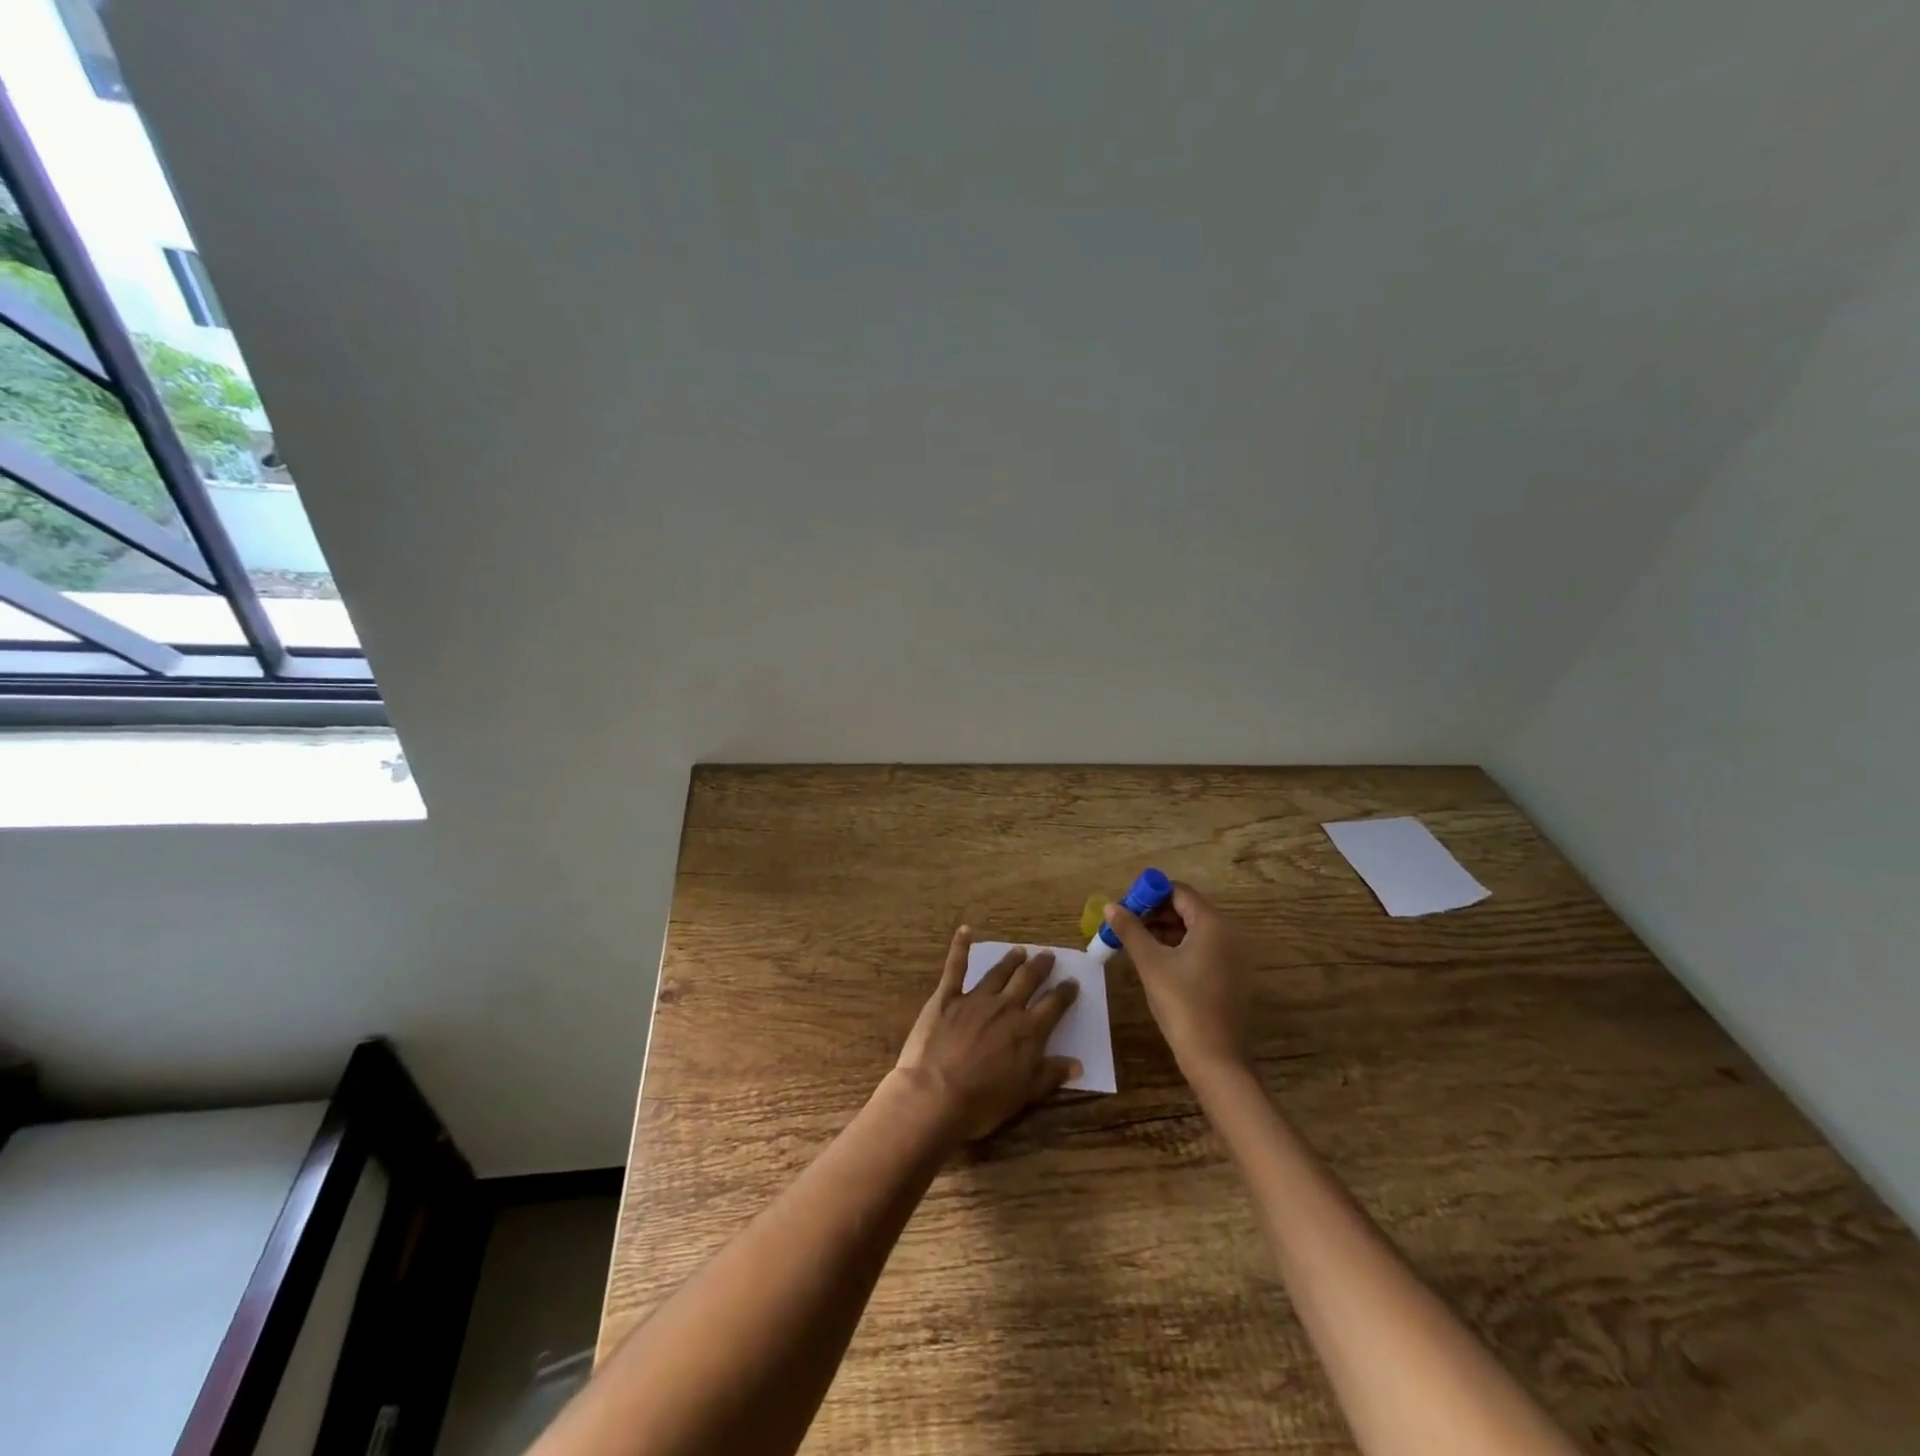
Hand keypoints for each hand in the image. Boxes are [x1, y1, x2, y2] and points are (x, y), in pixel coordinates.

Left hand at [894, 928, 1080, 1140]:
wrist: (935, 1094)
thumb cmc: (982, 1102)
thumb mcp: (1024, 1096)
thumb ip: (1050, 1075)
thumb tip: (1078, 1064)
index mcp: (1028, 1031)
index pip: (1054, 1005)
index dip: (1065, 993)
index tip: (1072, 982)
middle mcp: (1006, 1007)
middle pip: (1028, 980)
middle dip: (1040, 967)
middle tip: (1048, 955)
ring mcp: (976, 998)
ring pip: (998, 972)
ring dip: (1011, 960)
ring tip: (1020, 950)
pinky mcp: (947, 997)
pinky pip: (955, 967)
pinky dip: (960, 947)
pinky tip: (965, 930)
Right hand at [1105, 882, 1252, 1080]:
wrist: (1215, 1058)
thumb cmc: (1182, 1003)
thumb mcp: (1150, 963)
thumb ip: (1130, 929)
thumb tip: (1110, 906)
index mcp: (1212, 924)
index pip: (1179, 892)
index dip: (1149, 894)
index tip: (1125, 907)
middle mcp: (1228, 933)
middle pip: (1187, 909)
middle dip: (1154, 913)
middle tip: (1125, 926)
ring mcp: (1232, 956)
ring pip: (1193, 930)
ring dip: (1164, 931)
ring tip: (1135, 943)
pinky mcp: (1231, 975)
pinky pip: (1202, 948)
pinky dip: (1178, 947)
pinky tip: (1155, 961)